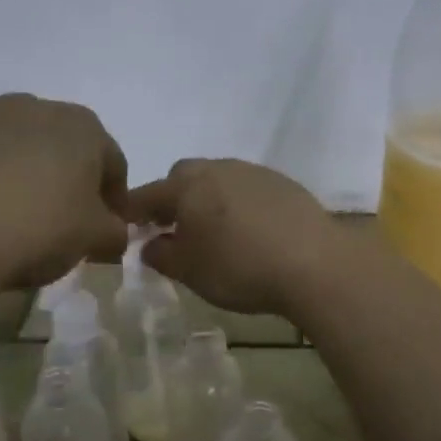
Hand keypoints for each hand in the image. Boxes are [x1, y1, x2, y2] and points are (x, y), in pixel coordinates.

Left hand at [0, 94, 129, 288]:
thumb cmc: (37, 229)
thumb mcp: (93, 240)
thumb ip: (113, 232)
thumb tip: (112, 232)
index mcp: (81, 127)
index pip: (112, 162)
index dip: (112, 197)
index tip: (103, 229)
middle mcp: (31, 106)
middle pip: (57, 144)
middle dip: (60, 177)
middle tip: (53, 222)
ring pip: (6, 142)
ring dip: (12, 170)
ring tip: (1, 215)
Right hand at [127, 158, 337, 316]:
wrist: (313, 263)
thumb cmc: (240, 268)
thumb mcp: (190, 272)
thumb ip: (161, 255)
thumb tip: (149, 245)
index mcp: (187, 186)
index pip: (147, 194)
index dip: (132, 211)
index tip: (127, 227)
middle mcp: (218, 168)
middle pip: (183, 177)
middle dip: (173, 199)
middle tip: (174, 229)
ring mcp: (253, 172)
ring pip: (218, 179)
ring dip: (208, 199)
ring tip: (215, 232)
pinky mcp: (283, 182)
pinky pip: (248, 188)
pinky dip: (239, 204)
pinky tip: (250, 231)